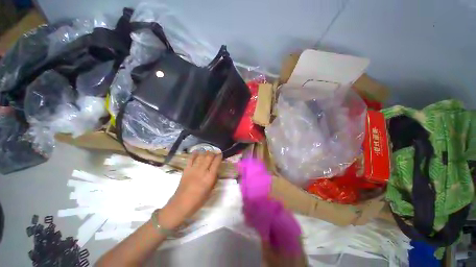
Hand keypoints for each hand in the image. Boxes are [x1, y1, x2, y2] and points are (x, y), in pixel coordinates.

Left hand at [160, 152, 221, 227]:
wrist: (181, 204)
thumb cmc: (198, 200)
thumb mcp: (210, 191)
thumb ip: (213, 180)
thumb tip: (215, 171)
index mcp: (209, 177)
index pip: (216, 162)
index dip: (219, 157)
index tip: (221, 155)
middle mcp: (202, 171)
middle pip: (209, 157)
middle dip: (213, 153)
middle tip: (215, 153)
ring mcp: (193, 169)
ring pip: (201, 156)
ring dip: (205, 153)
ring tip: (208, 152)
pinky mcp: (186, 169)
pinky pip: (191, 159)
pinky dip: (194, 154)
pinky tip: (197, 152)